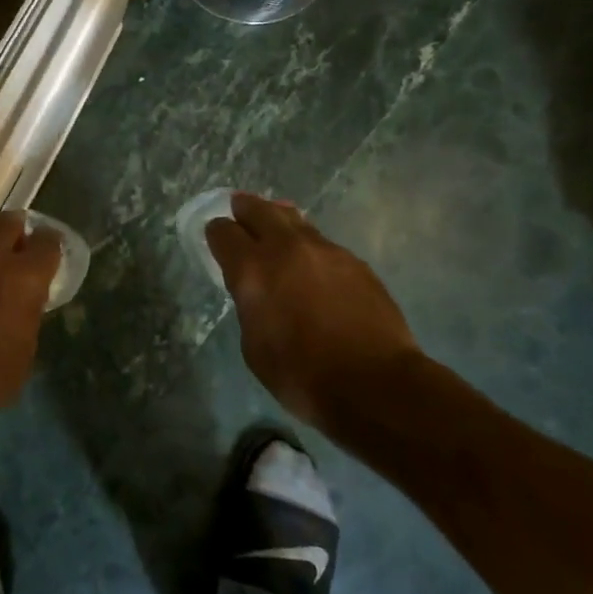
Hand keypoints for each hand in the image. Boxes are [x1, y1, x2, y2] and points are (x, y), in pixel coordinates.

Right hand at [206, 193, 424, 439]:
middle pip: (258, 209)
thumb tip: (256, 291)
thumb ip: (249, 305)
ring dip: (280, 222)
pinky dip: (311, 249)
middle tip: (240, 211)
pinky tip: (315, 268)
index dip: (216, 234)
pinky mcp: (355, 262)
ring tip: (278, 232)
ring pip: (294, 220)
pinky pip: (323, 244)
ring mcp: (325, 250)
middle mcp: (286, 248)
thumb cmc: (302, 375)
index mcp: (252, 269)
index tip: (217, 241)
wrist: (376, 385)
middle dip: (245, 209)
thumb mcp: (254, 346)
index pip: (223, 231)